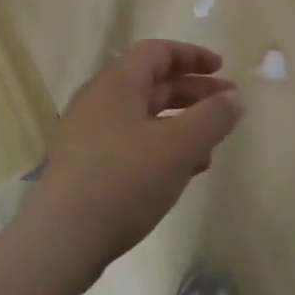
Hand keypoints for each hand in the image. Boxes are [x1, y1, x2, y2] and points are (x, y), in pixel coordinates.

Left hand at [25, 40, 244, 281]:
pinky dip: (159, 145)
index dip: (192, 56)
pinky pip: (129, 141)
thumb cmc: (124, 180)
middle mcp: (98, 100)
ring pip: (142, 115)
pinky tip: (180, 172)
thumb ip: (212, 118)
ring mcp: (86, 134)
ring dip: (179, 123)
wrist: (60, 242)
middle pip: (151, 83)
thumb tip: (234, 98)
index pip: (157, 52)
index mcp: (117, 82)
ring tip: (210, 146)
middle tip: (225, 106)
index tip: (222, 69)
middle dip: (192, 92)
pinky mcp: (82, 166)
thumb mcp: (180, 146)